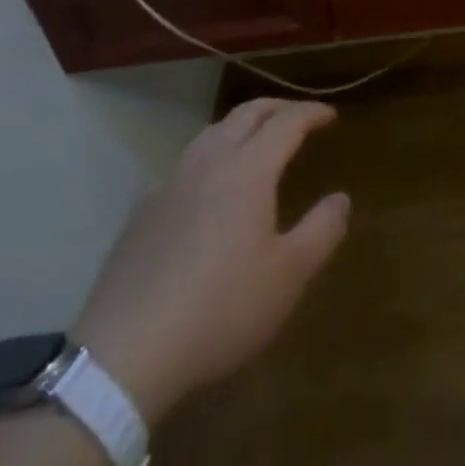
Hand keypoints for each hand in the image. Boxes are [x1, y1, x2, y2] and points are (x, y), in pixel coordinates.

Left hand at [70, 98, 348, 423]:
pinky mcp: (142, 214)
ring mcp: (170, 185)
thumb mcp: (288, 277)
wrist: (123, 357)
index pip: (286, 122)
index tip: (330, 115)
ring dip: (240, 126)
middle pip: (246, 114)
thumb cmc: (220, 310)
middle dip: (277, 108)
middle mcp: (209, 163)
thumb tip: (341, 198)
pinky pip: (185, 166)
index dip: (311, 113)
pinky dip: (210, 158)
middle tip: (298, 116)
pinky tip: (209, 189)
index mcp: (248, 170)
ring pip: (211, 133)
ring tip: (256, 141)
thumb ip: (321, 231)